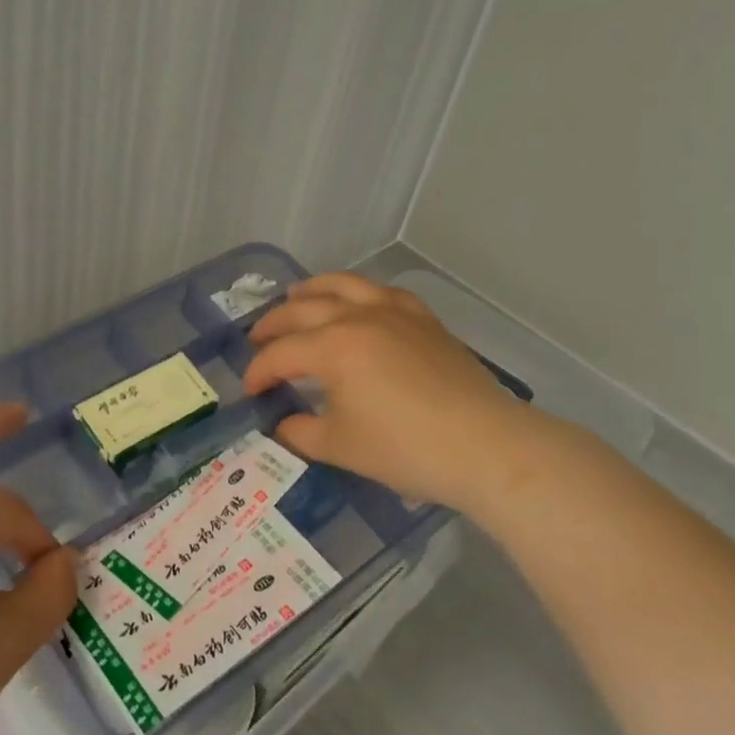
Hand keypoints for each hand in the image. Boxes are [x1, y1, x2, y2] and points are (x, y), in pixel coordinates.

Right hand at [242, 273, 563, 513]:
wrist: (484, 445)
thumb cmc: (405, 448)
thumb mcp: (340, 447)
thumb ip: (300, 432)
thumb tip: (282, 425)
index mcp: (333, 347)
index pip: (281, 354)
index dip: (259, 372)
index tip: (250, 392)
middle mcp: (359, 317)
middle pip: (303, 310)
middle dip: (273, 326)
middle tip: (257, 341)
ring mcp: (395, 312)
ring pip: (344, 285)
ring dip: (312, 290)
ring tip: (296, 296)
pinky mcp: (424, 320)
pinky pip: (383, 292)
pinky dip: (360, 293)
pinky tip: (358, 302)